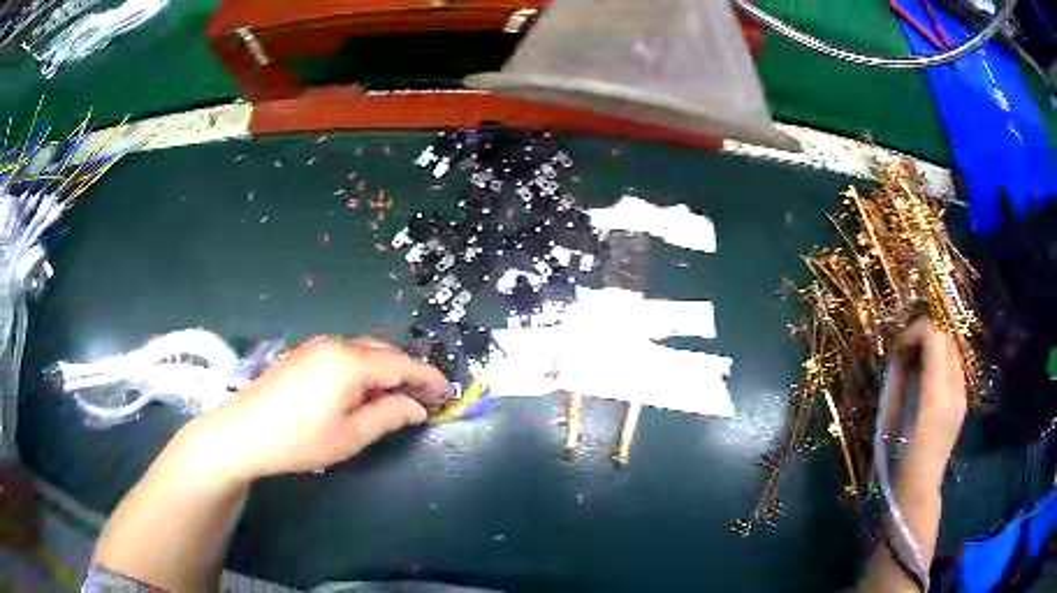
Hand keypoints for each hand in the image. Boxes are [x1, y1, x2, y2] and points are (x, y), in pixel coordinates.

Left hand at [182, 336, 446, 482]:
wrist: (244, 432)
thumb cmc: (300, 439)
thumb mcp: (351, 435)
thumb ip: (389, 416)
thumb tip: (416, 407)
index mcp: (351, 362)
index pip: (402, 363)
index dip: (428, 378)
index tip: (448, 394)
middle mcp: (336, 344)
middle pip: (385, 351)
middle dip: (408, 372)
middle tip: (424, 399)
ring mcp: (317, 345)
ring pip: (364, 350)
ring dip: (386, 369)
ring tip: (396, 396)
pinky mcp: (303, 353)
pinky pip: (346, 353)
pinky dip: (365, 367)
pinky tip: (362, 390)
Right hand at [899, 319, 967, 471]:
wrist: (918, 490)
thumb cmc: (898, 460)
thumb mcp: (894, 418)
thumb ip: (900, 381)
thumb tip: (900, 355)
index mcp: (936, 394)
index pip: (934, 337)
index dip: (915, 332)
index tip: (898, 347)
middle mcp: (955, 389)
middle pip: (946, 339)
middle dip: (925, 337)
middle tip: (905, 353)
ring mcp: (962, 396)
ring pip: (952, 351)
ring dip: (934, 350)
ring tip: (915, 365)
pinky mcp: (962, 403)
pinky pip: (954, 369)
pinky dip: (941, 364)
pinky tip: (927, 381)